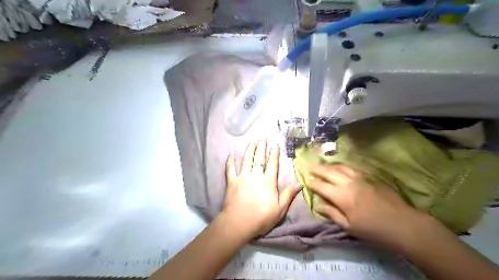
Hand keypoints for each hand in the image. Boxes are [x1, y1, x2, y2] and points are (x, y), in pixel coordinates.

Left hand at [223, 139, 299, 236]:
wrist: (238, 223)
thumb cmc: (261, 218)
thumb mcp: (280, 209)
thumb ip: (288, 195)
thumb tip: (299, 183)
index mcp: (268, 182)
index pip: (272, 164)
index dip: (274, 154)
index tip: (275, 146)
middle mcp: (255, 176)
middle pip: (259, 158)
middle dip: (261, 147)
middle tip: (263, 138)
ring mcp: (242, 177)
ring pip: (246, 160)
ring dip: (249, 150)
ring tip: (252, 142)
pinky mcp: (232, 182)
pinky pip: (230, 169)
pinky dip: (230, 162)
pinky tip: (230, 155)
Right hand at [308, 163, 428, 249]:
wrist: (404, 224)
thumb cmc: (374, 230)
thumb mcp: (350, 227)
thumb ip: (332, 214)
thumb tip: (318, 205)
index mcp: (341, 196)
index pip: (321, 186)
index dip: (312, 183)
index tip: (307, 181)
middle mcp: (348, 183)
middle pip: (329, 172)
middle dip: (317, 169)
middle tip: (309, 166)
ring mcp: (360, 178)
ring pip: (340, 167)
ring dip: (329, 165)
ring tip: (322, 164)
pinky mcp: (370, 177)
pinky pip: (352, 167)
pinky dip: (342, 165)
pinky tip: (340, 166)